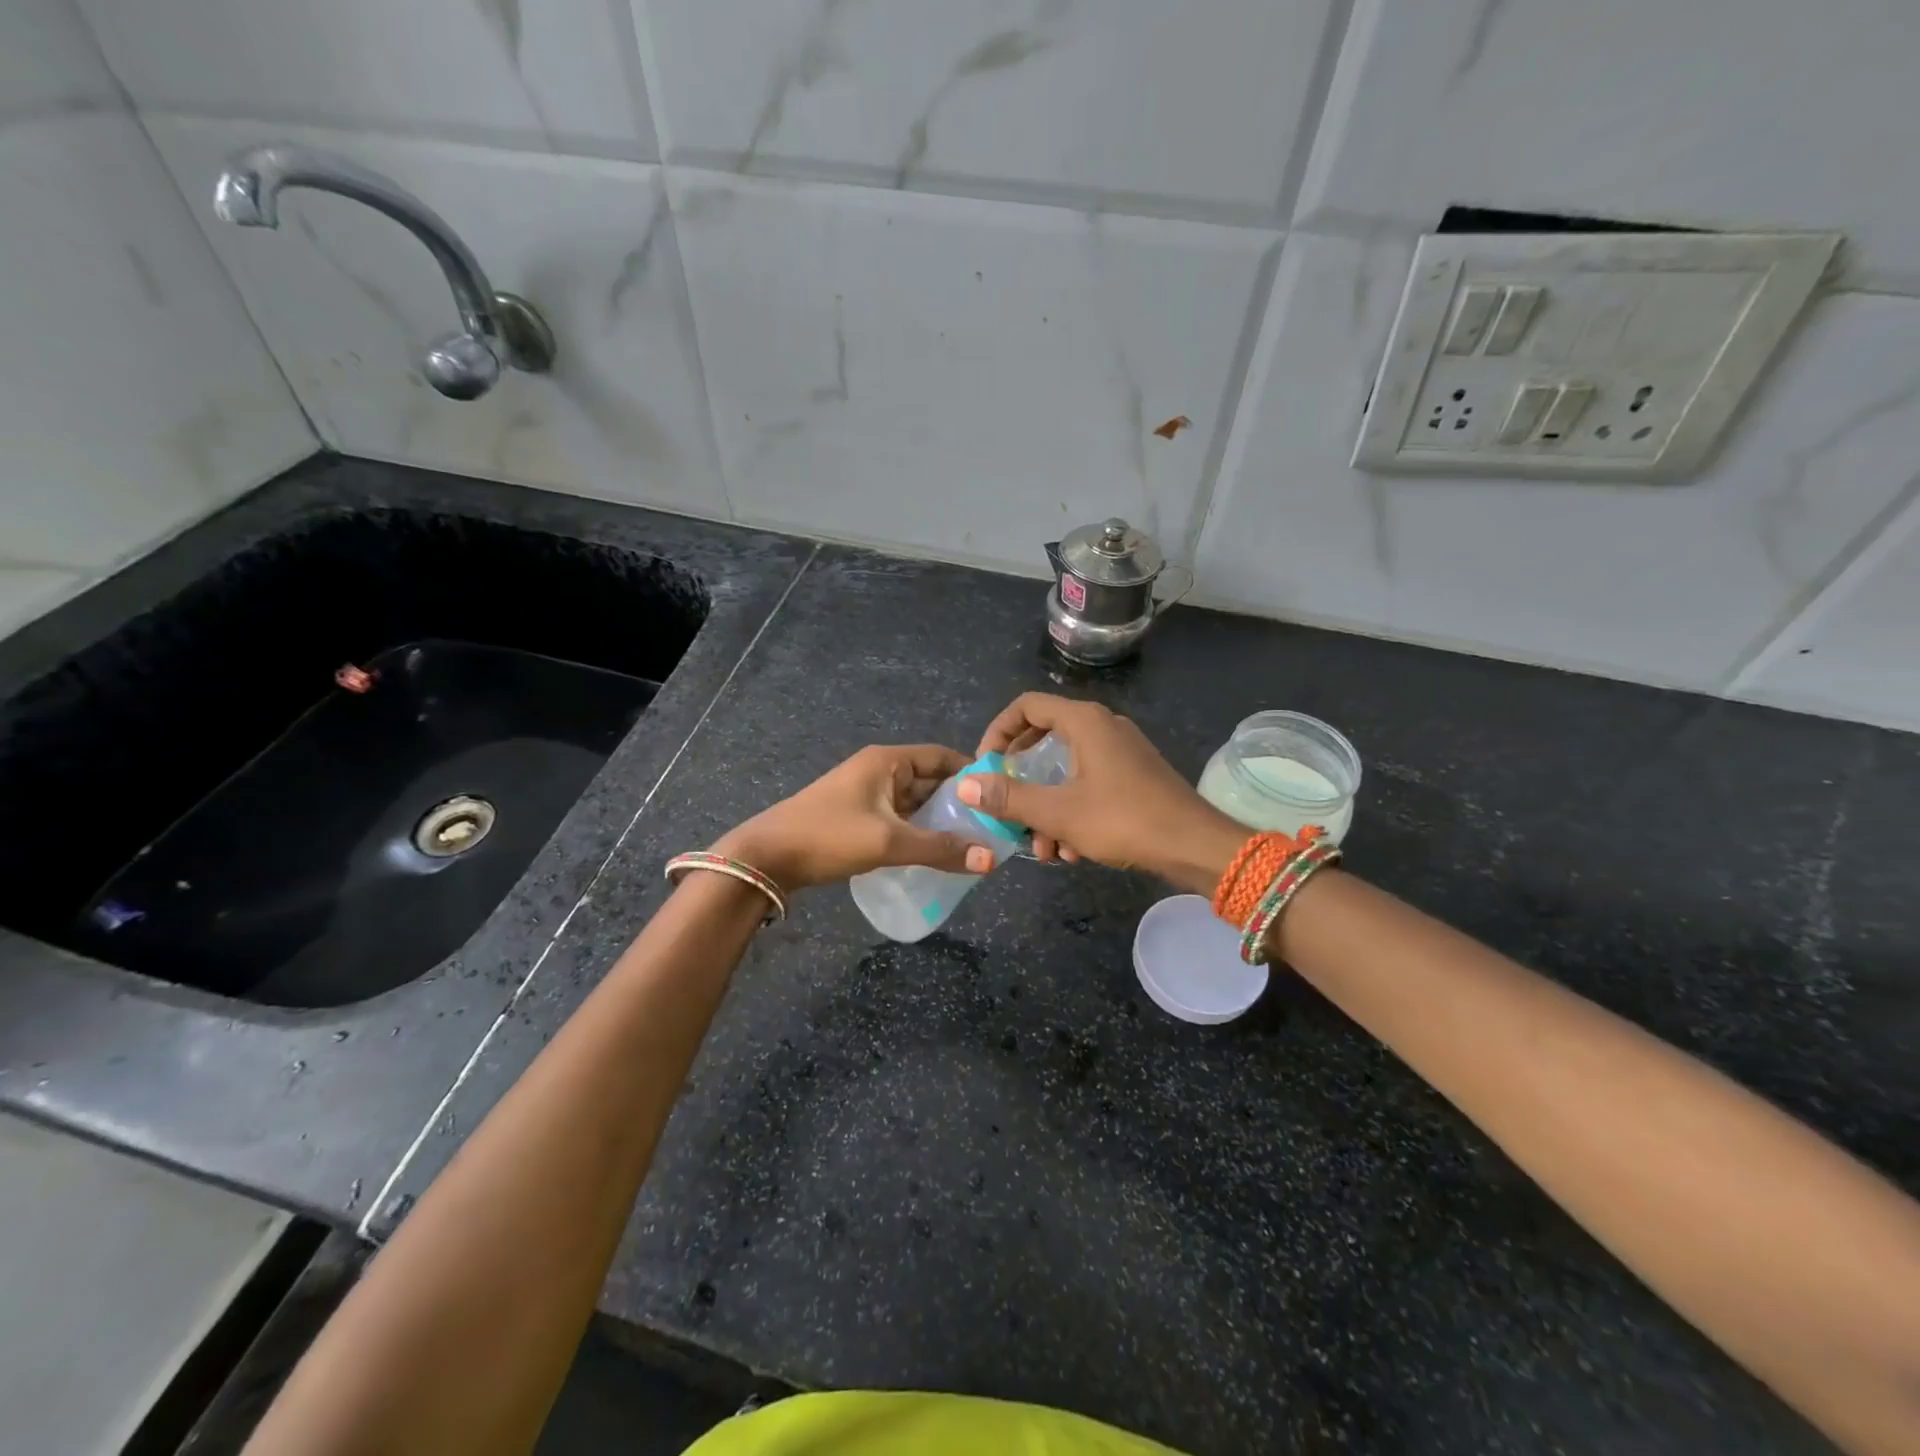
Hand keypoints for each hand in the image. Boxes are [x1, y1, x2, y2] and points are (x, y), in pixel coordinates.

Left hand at [713, 744, 995, 893]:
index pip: (942, 756)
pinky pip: (898, 818)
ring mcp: (866, 793)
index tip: (1000, 796)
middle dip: (958, 802)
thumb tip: (991, 859)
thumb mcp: (888, 841)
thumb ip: (940, 849)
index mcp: (887, 760)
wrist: (766, 856)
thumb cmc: (829, 836)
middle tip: (991, 827)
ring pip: (914, 802)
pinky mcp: (856, 816)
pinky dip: (917, 831)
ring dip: (938, 820)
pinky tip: (934, 853)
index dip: (971, 772)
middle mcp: (879, 769)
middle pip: (930, 779)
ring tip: (970, 843)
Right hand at [960, 693, 1245, 894]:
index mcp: (1084, 722)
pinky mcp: (1134, 776)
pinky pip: (1089, 784)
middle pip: (1044, 740)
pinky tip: (1073, 852)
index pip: (1026, 706)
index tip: (984, 767)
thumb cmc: (1124, 820)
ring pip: (1066, 770)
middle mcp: (1103, 727)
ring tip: (1044, 850)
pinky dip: (1073, 812)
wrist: (1197, 847)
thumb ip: (1009, 797)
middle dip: (1021, 781)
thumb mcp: (1058, 812)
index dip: (997, 732)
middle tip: (1006, 807)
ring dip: (1047, 808)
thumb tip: (966, 784)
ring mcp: (1121, 752)